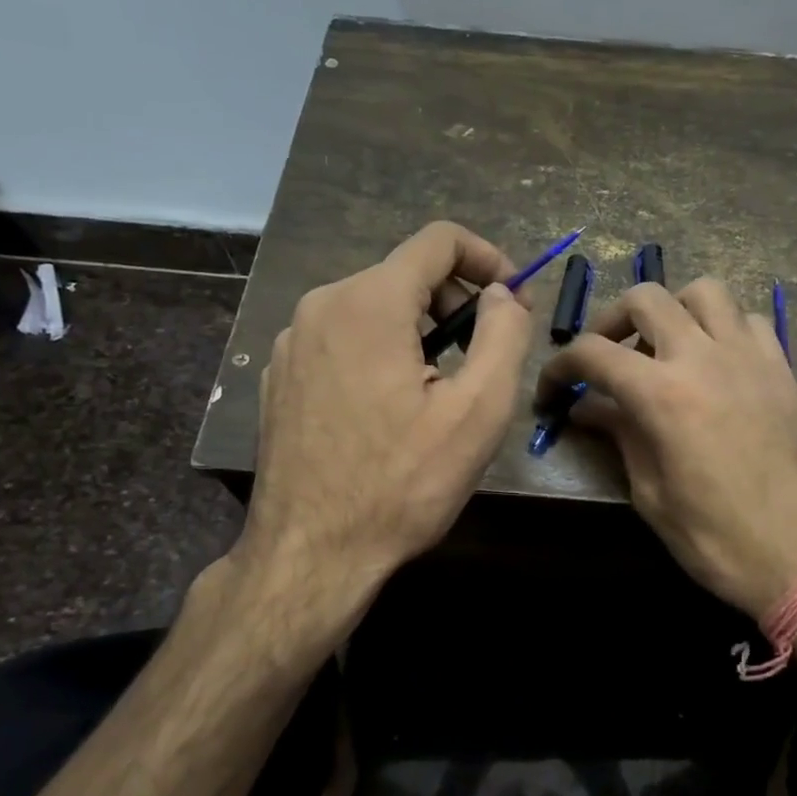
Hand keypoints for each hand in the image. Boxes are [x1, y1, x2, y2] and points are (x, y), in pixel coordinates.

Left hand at [244, 221, 532, 595]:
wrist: (311, 555)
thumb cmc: (402, 485)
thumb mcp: (477, 411)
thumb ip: (503, 335)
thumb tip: (504, 293)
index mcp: (369, 303)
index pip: (438, 240)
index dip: (488, 257)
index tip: (514, 299)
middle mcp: (321, 306)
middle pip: (405, 273)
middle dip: (456, 301)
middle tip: (483, 356)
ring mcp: (292, 342)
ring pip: (374, 307)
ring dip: (420, 331)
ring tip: (440, 390)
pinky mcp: (282, 376)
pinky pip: (343, 339)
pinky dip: (381, 352)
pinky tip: (391, 410)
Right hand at [537, 278, 796, 620]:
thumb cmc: (719, 539)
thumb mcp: (651, 495)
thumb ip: (619, 436)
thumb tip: (587, 406)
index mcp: (662, 394)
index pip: (592, 353)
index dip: (560, 366)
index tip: (551, 390)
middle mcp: (703, 357)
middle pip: (646, 298)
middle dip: (610, 320)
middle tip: (603, 356)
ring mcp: (750, 356)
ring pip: (704, 291)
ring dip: (672, 309)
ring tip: (661, 347)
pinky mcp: (782, 368)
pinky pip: (747, 320)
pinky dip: (721, 327)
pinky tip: (713, 362)